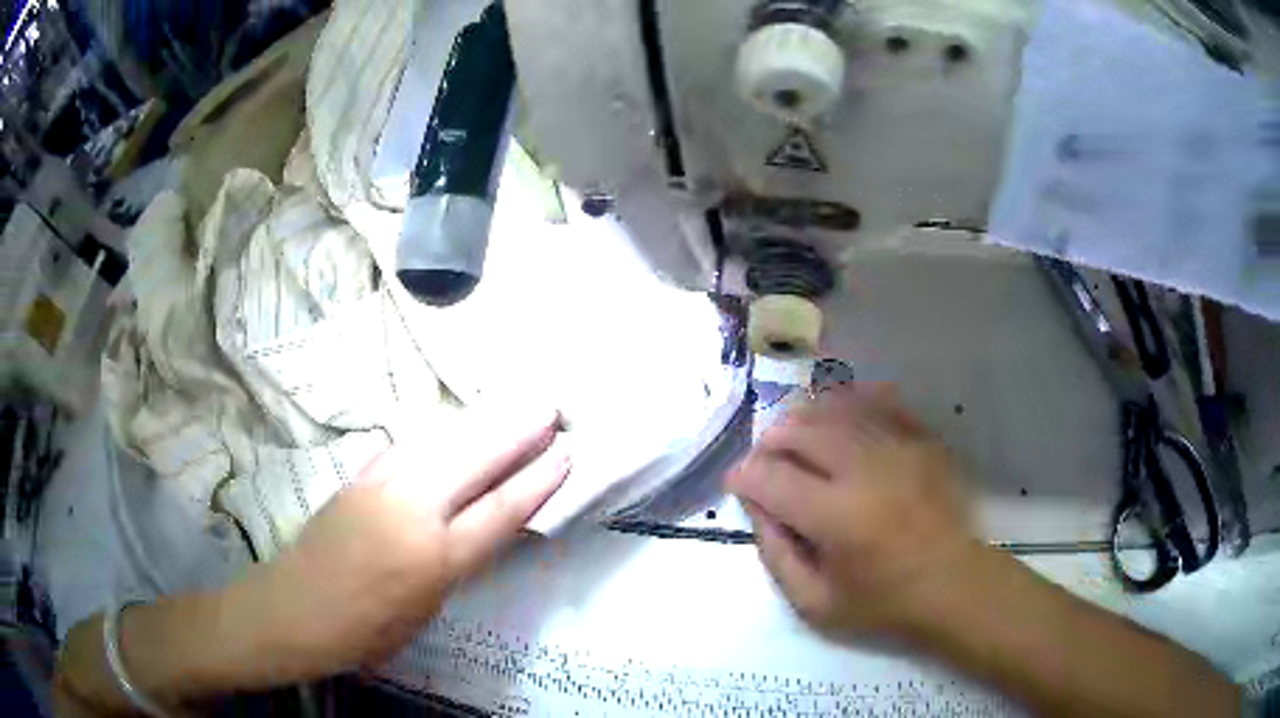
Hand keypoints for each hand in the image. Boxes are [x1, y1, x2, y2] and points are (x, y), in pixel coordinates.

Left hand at [238, 409, 570, 679]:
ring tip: (508, 408)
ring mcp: (380, 487)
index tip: (565, 454)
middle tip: (548, 409)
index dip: (536, 481)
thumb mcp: (425, 611)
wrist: (295, 609)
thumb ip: (453, 564)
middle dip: (516, 433)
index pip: (500, 511)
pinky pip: (404, 448)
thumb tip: (475, 529)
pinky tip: (446, 430)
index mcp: (436, 559)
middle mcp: (412, 512)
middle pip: (474, 462)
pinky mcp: (357, 478)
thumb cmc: (365, 631)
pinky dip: (433, 437)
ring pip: (439, 444)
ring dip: (479, 425)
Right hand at [726, 384, 980, 639]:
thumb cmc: (882, 601)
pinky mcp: (921, 438)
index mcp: (838, 517)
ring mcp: (899, 446)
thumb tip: (756, 505)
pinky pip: (877, 400)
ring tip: (794, 438)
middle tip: (766, 461)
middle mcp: (867, 470)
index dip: (744, 477)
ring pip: (835, 408)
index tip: (738, 484)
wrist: (953, 583)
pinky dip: (848, 402)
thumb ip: (776, 554)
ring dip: (804, 419)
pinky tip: (837, 417)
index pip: (771, 478)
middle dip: (770, 441)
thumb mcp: (814, 603)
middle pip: (801, 430)